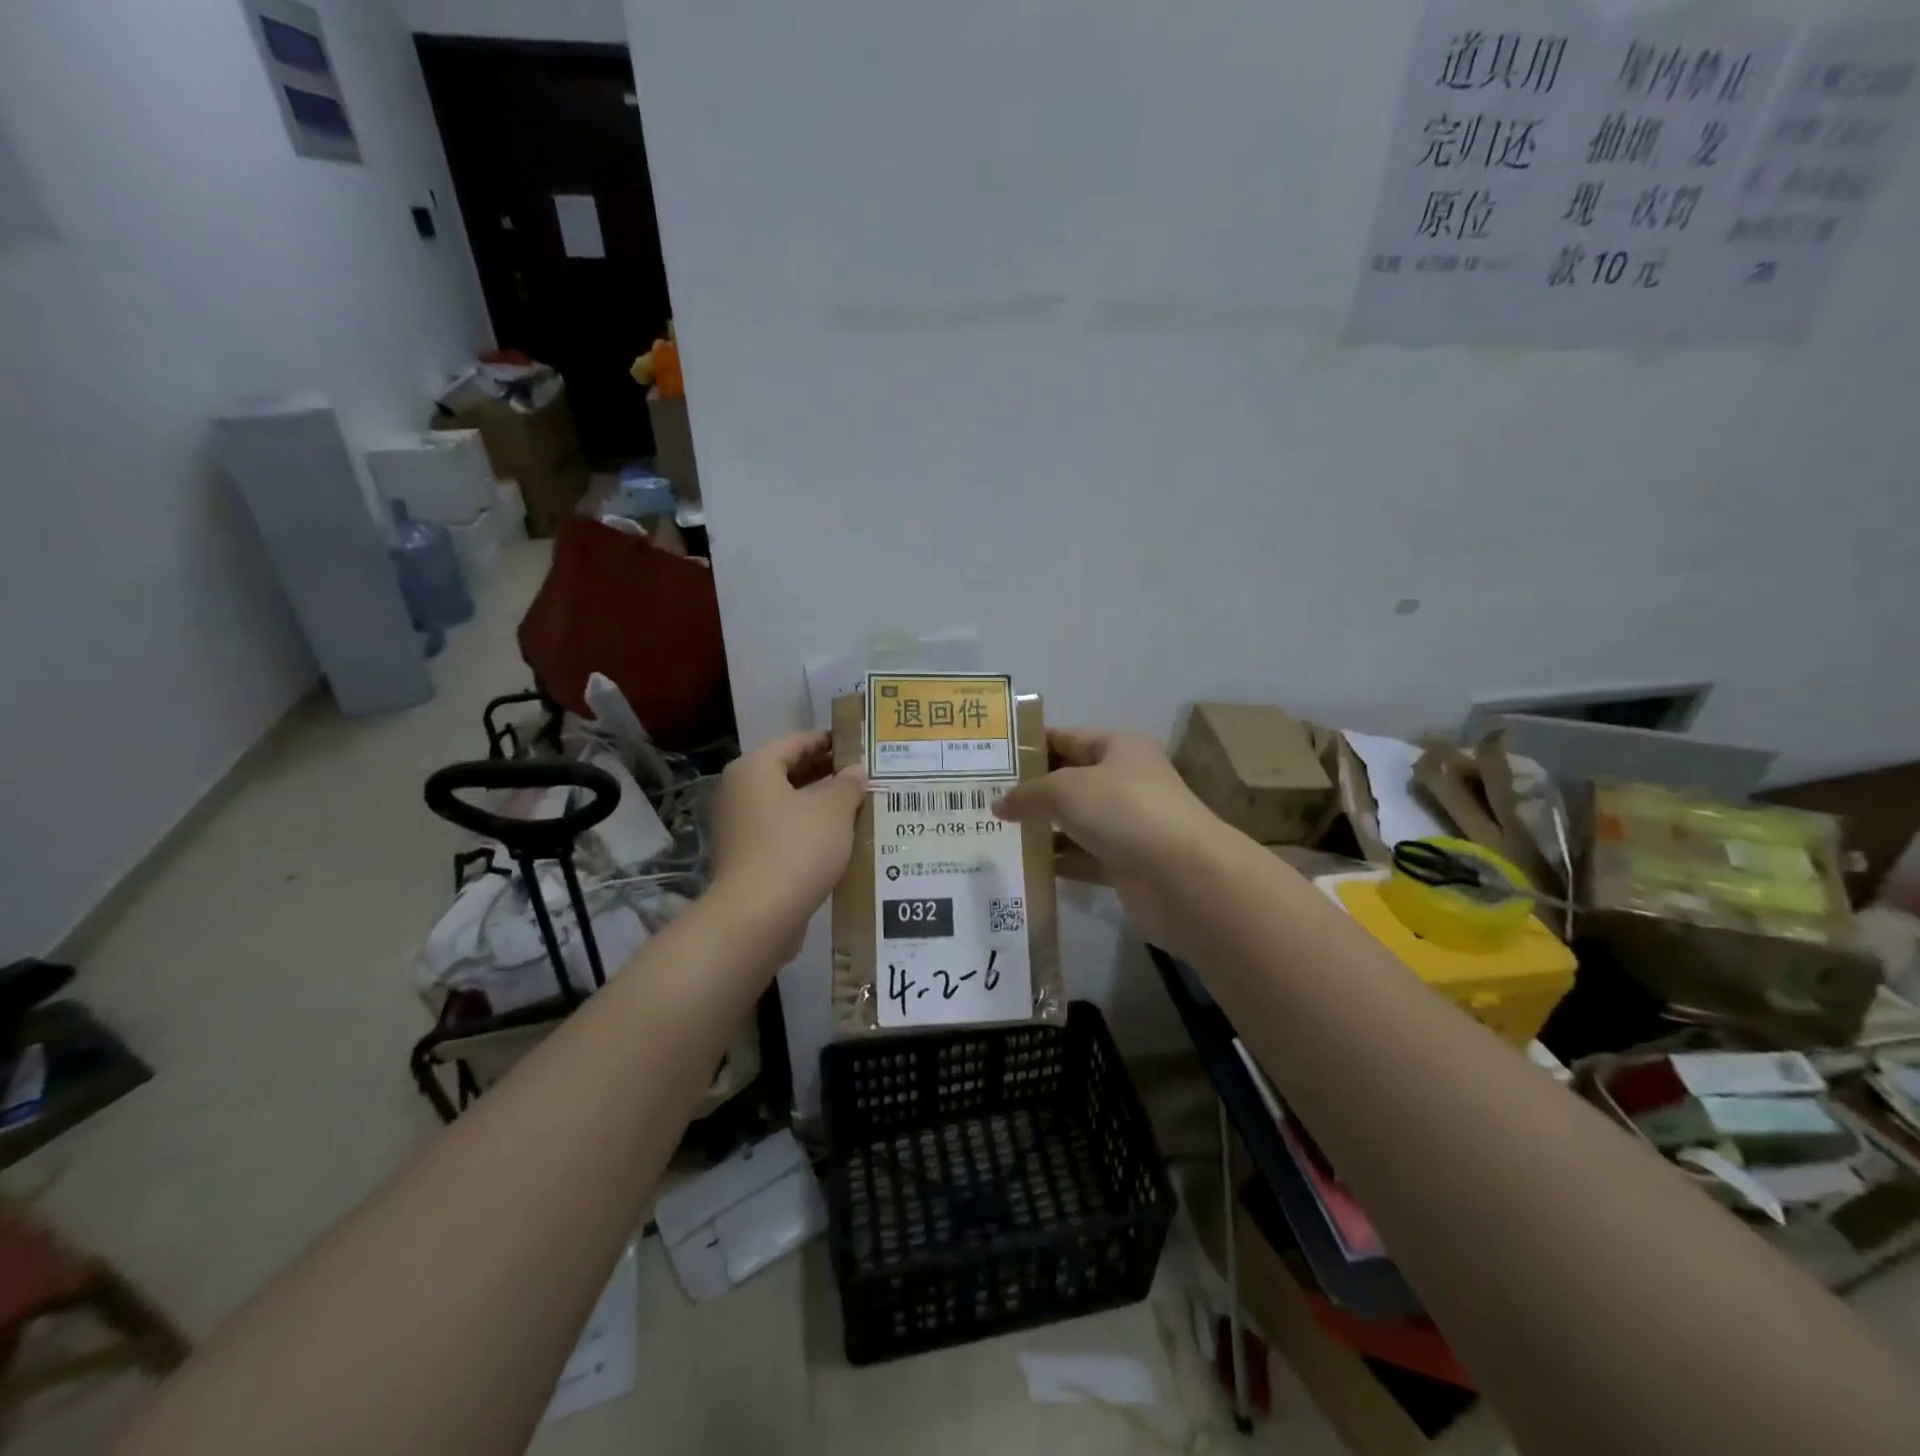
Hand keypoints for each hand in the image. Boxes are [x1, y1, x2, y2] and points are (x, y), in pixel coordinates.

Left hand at [709, 732, 866, 941]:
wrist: (757, 917)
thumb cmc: (796, 848)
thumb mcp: (834, 810)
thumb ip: (848, 785)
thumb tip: (855, 771)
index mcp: (754, 769)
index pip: (796, 742)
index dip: (828, 741)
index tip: (857, 744)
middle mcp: (740, 793)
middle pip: (788, 773)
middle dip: (827, 774)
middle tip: (863, 775)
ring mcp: (739, 828)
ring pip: (787, 805)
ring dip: (820, 805)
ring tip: (859, 807)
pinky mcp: (746, 859)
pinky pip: (783, 833)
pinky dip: (808, 831)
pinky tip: (839, 840)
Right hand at [993, 728, 1229, 948]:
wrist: (1182, 875)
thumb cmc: (1123, 810)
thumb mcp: (1066, 789)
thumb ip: (1028, 794)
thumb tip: (998, 804)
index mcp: (1119, 748)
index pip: (1067, 738)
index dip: (1031, 746)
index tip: (992, 758)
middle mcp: (1126, 781)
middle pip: (1070, 781)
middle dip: (1031, 790)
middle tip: (984, 798)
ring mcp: (1128, 825)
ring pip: (1075, 822)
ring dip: (1041, 828)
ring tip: (994, 832)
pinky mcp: (1126, 864)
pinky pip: (1083, 858)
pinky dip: (1057, 861)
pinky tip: (1023, 865)